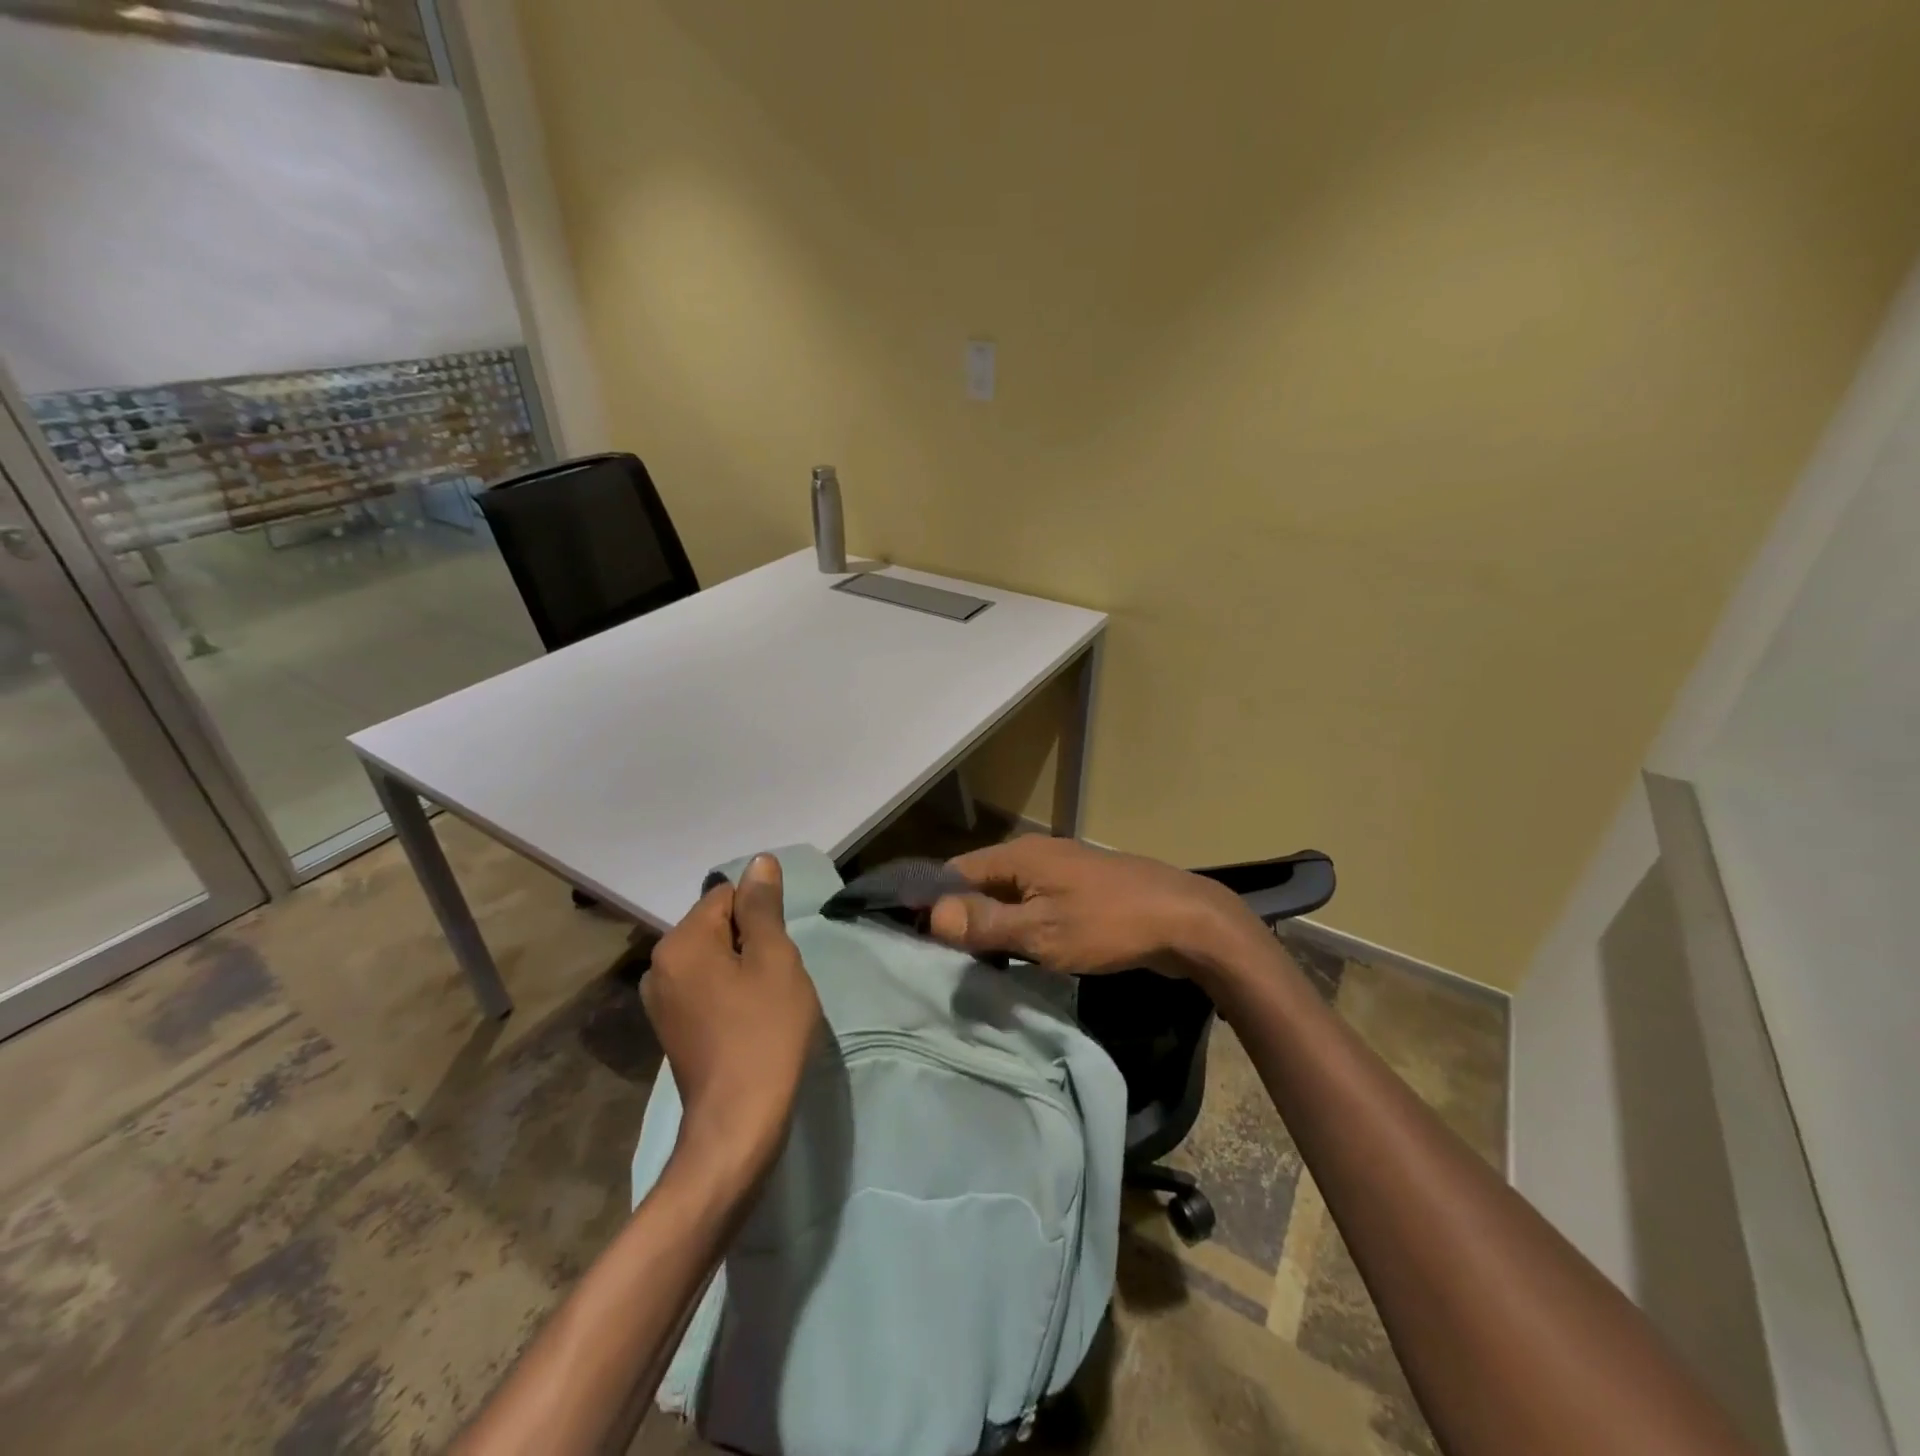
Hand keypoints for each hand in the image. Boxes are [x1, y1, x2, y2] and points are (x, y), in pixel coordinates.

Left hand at [643, 855, 821, 1183]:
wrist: (739, 1123)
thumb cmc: (765, 1032)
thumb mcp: (775, 960)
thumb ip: (764, 908)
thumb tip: (759, 862)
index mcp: (681, 942)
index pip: (727, 895)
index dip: (761, 916)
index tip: (780, 951)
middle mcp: (659, 965)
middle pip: (717, 926)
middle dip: (751, 941)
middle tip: (777, 978)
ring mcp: (660, 1000)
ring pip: (713, 958)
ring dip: (742, 968)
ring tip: (766, 1002)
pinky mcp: (670, 1028)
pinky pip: (705, 988)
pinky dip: (729, 993)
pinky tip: (749, 1021)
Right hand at [927, 837, 1268, 981]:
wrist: (1185, 920)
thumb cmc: (1108, 924)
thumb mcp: (1040, 931)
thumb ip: (985, 923)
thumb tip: (932, 915)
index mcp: (1019, 855)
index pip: (956, 871)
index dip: (934, 901)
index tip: (918, 937)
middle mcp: (1036, 854)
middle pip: (982, 882)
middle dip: (962, 916)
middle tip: (946, 958)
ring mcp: (1062, 871)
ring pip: (1011, 895)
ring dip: (993, 924)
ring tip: (976, 961)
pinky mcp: (1082, 890)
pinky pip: (1036, 904)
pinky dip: (1021, 926)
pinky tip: (1019, 954)